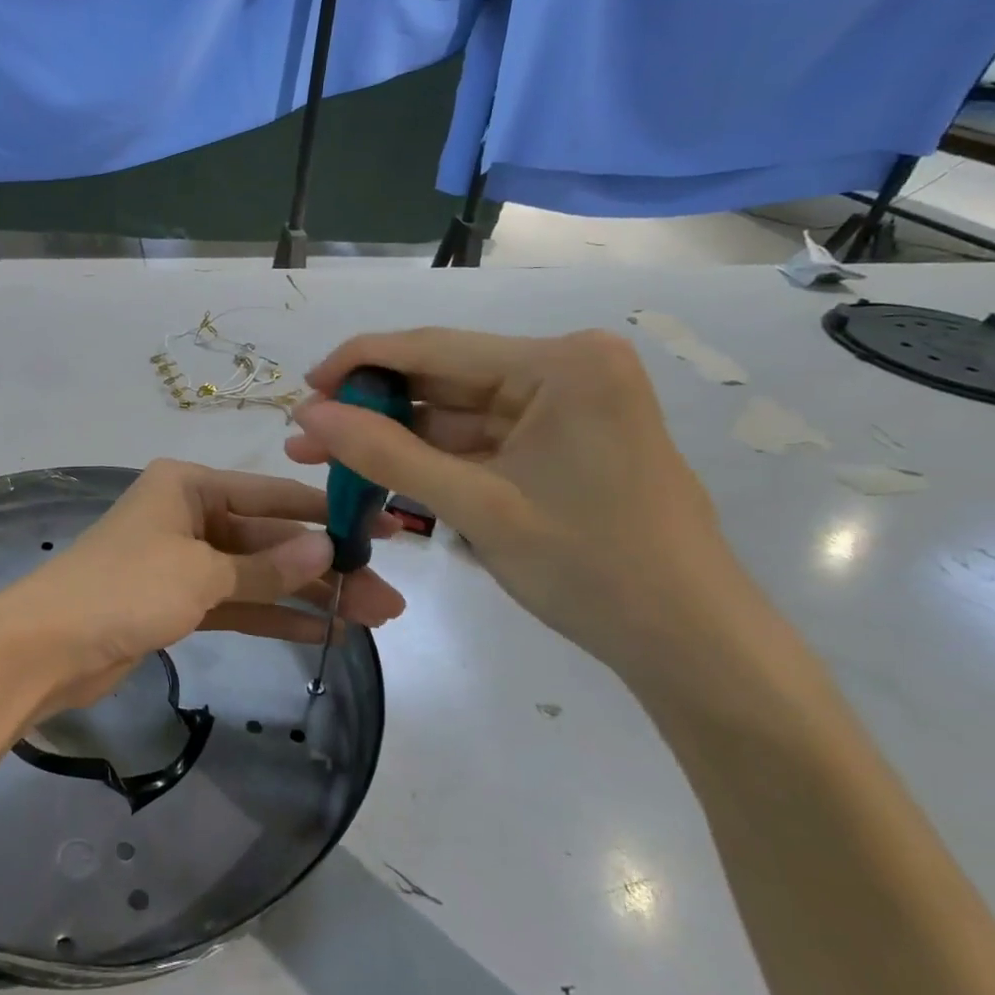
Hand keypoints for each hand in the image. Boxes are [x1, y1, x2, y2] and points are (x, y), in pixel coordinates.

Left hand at [0, 459, 404, 717]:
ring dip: (308, 595)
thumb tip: (328, 548)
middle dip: (325, 567)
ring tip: (371, 618)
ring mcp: (182, 561)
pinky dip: (273, 615)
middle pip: (268, 539)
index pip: (272, 495)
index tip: (381, 529)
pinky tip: (322, 631)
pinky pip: (236, 603)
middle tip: (388, 595)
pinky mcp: (176, 603)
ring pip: (256, 575)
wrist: (45, 647)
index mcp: (188, 485)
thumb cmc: (123, 588)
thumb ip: (266, 567)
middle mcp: (188, 515)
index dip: (328, 514)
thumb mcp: (201, 572)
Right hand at [285, 328, 763, 692]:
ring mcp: (569, 408)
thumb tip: (308, 414)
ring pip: (459, 416)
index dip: (360, 363)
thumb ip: (385, 454)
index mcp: (563, 364)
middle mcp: (568, 370)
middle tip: (308, 436)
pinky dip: (435, 462)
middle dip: (374, 411)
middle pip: (446, 381)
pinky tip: (383, 476)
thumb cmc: (591, 568)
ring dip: (397, 440)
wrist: (692, 646)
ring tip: (328, 461)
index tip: (302, 386)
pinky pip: (483, 443)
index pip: (437, 347)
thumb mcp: (476, 507)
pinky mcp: (565, 444)